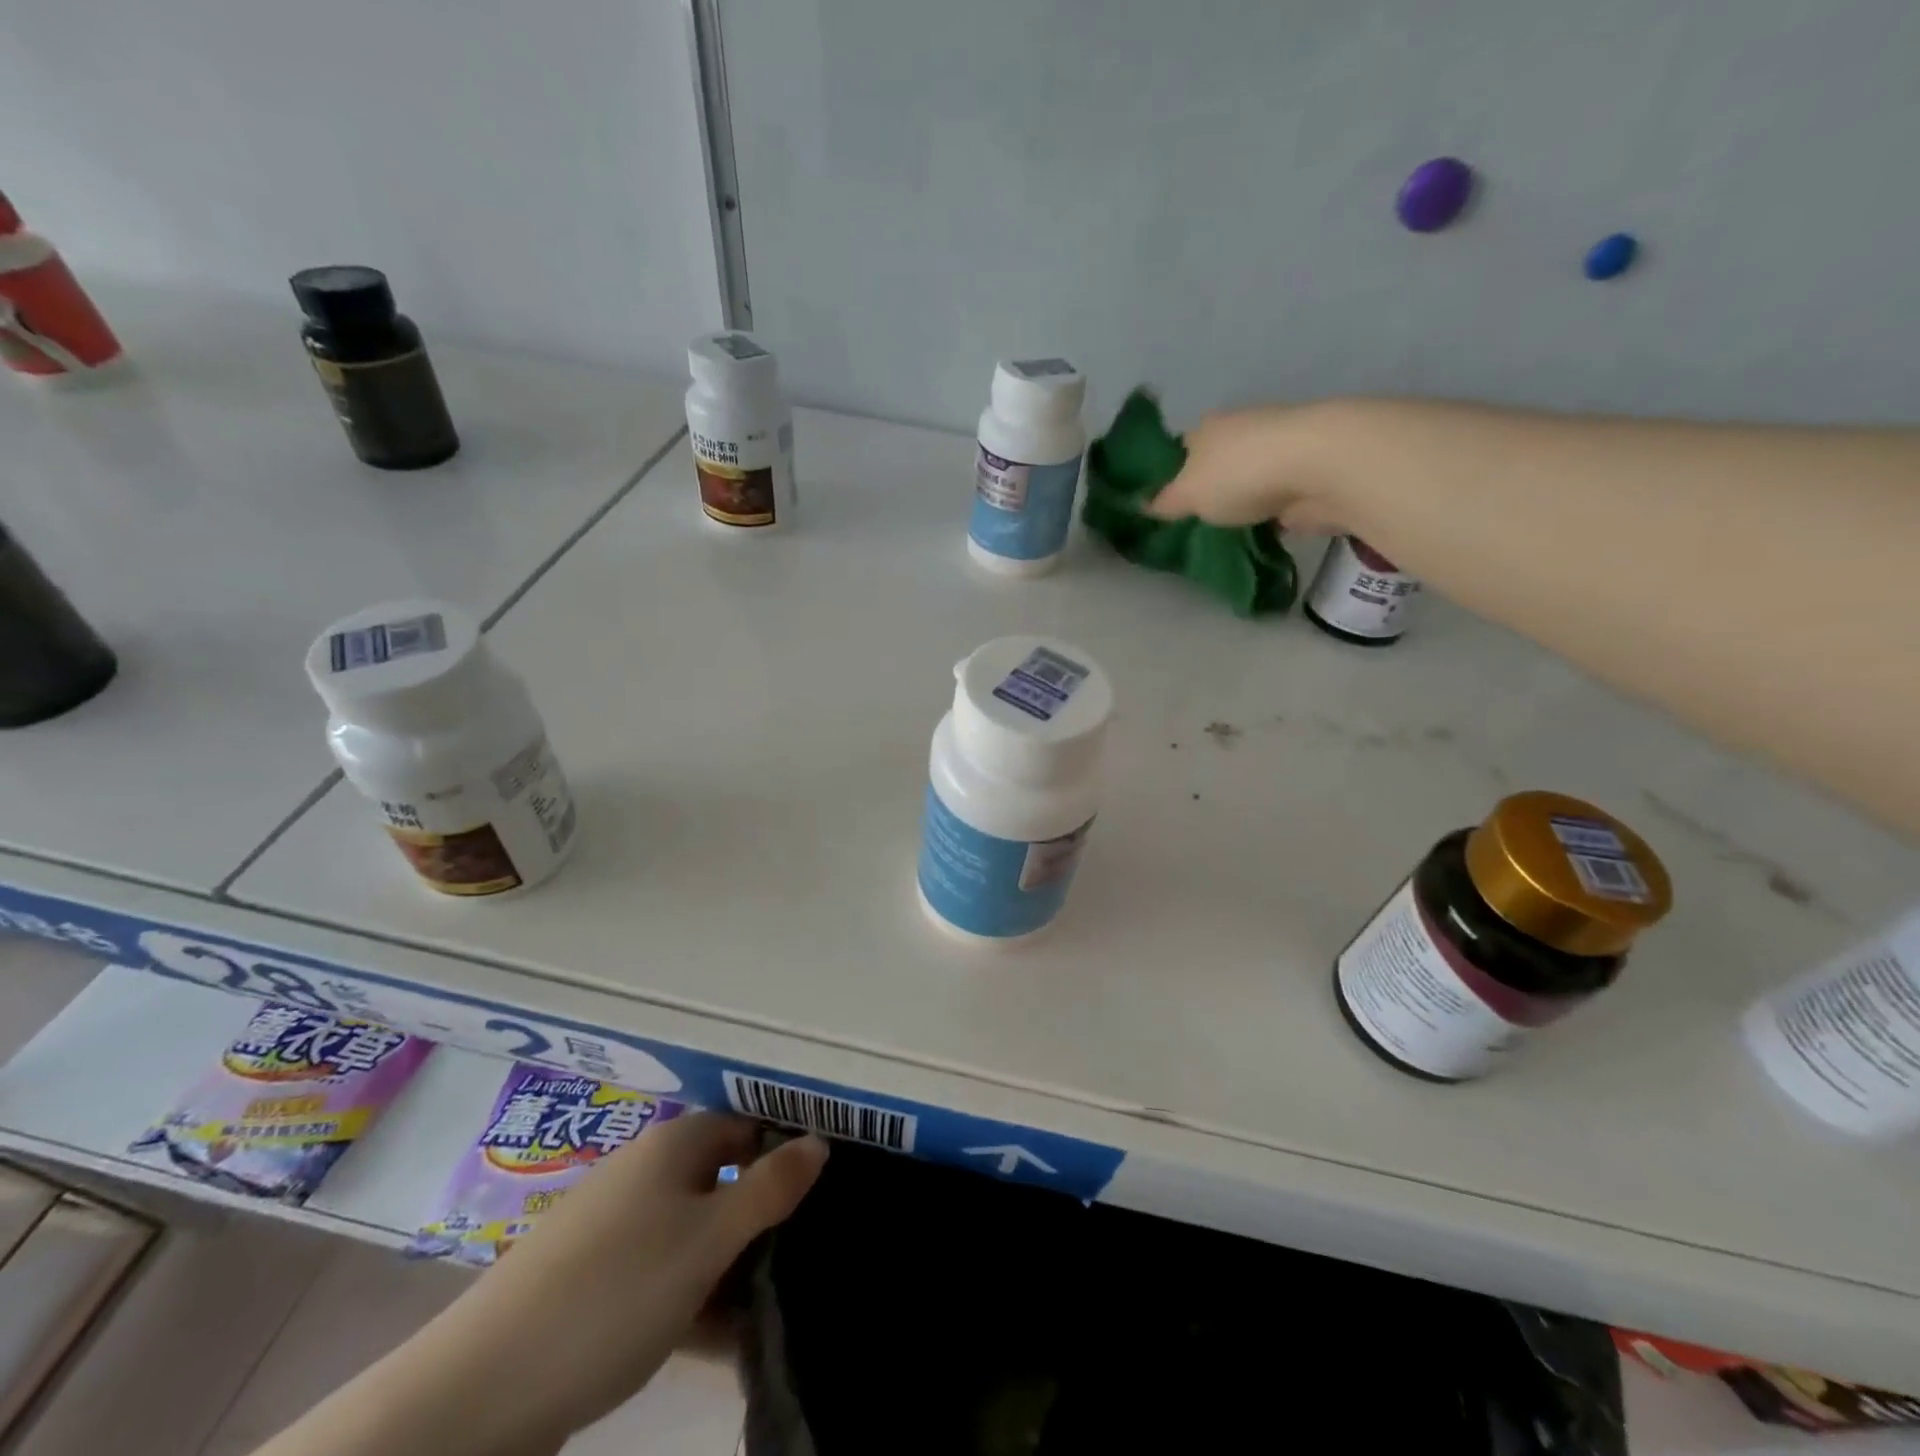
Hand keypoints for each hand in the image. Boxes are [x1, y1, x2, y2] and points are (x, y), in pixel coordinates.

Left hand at [426, 1113, 827, 1448]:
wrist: (479, 1391)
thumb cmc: (616, 1292)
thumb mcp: (709, 1240)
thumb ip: (769, 1189)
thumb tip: (819, 1140)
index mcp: (674, 1145)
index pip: (747, 1128)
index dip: (784, 1154)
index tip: (820, 1198)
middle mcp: (645, 1172)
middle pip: (722, 1180)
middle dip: (761, 1218)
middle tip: (801, 1261)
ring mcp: (614, 1227)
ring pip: (693, 1232)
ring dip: (730, 1266)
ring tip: (767, 1311)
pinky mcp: (592, 1281)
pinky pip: (661, 1273)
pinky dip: (692, 1296)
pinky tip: (716, 1341)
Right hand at [1146, 401, 1351, 531]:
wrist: (1318, 468)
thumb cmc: (1239, 473)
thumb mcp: (1186, 494)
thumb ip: (1164, 502)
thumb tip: (1143, 505)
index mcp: (1206, 429)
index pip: (1178, 451)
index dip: (1167, 476)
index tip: (1160, 506)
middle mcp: (1239, 433)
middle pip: (1213, 465)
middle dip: (1205, 491)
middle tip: (1190, 526)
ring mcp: (1274, 454)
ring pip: (1244, 483)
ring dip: (1238, 504)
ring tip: (1220, 537)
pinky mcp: (1302, 478)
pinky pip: (1272, 501)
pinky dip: (1265, 516)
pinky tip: (1253, 537)